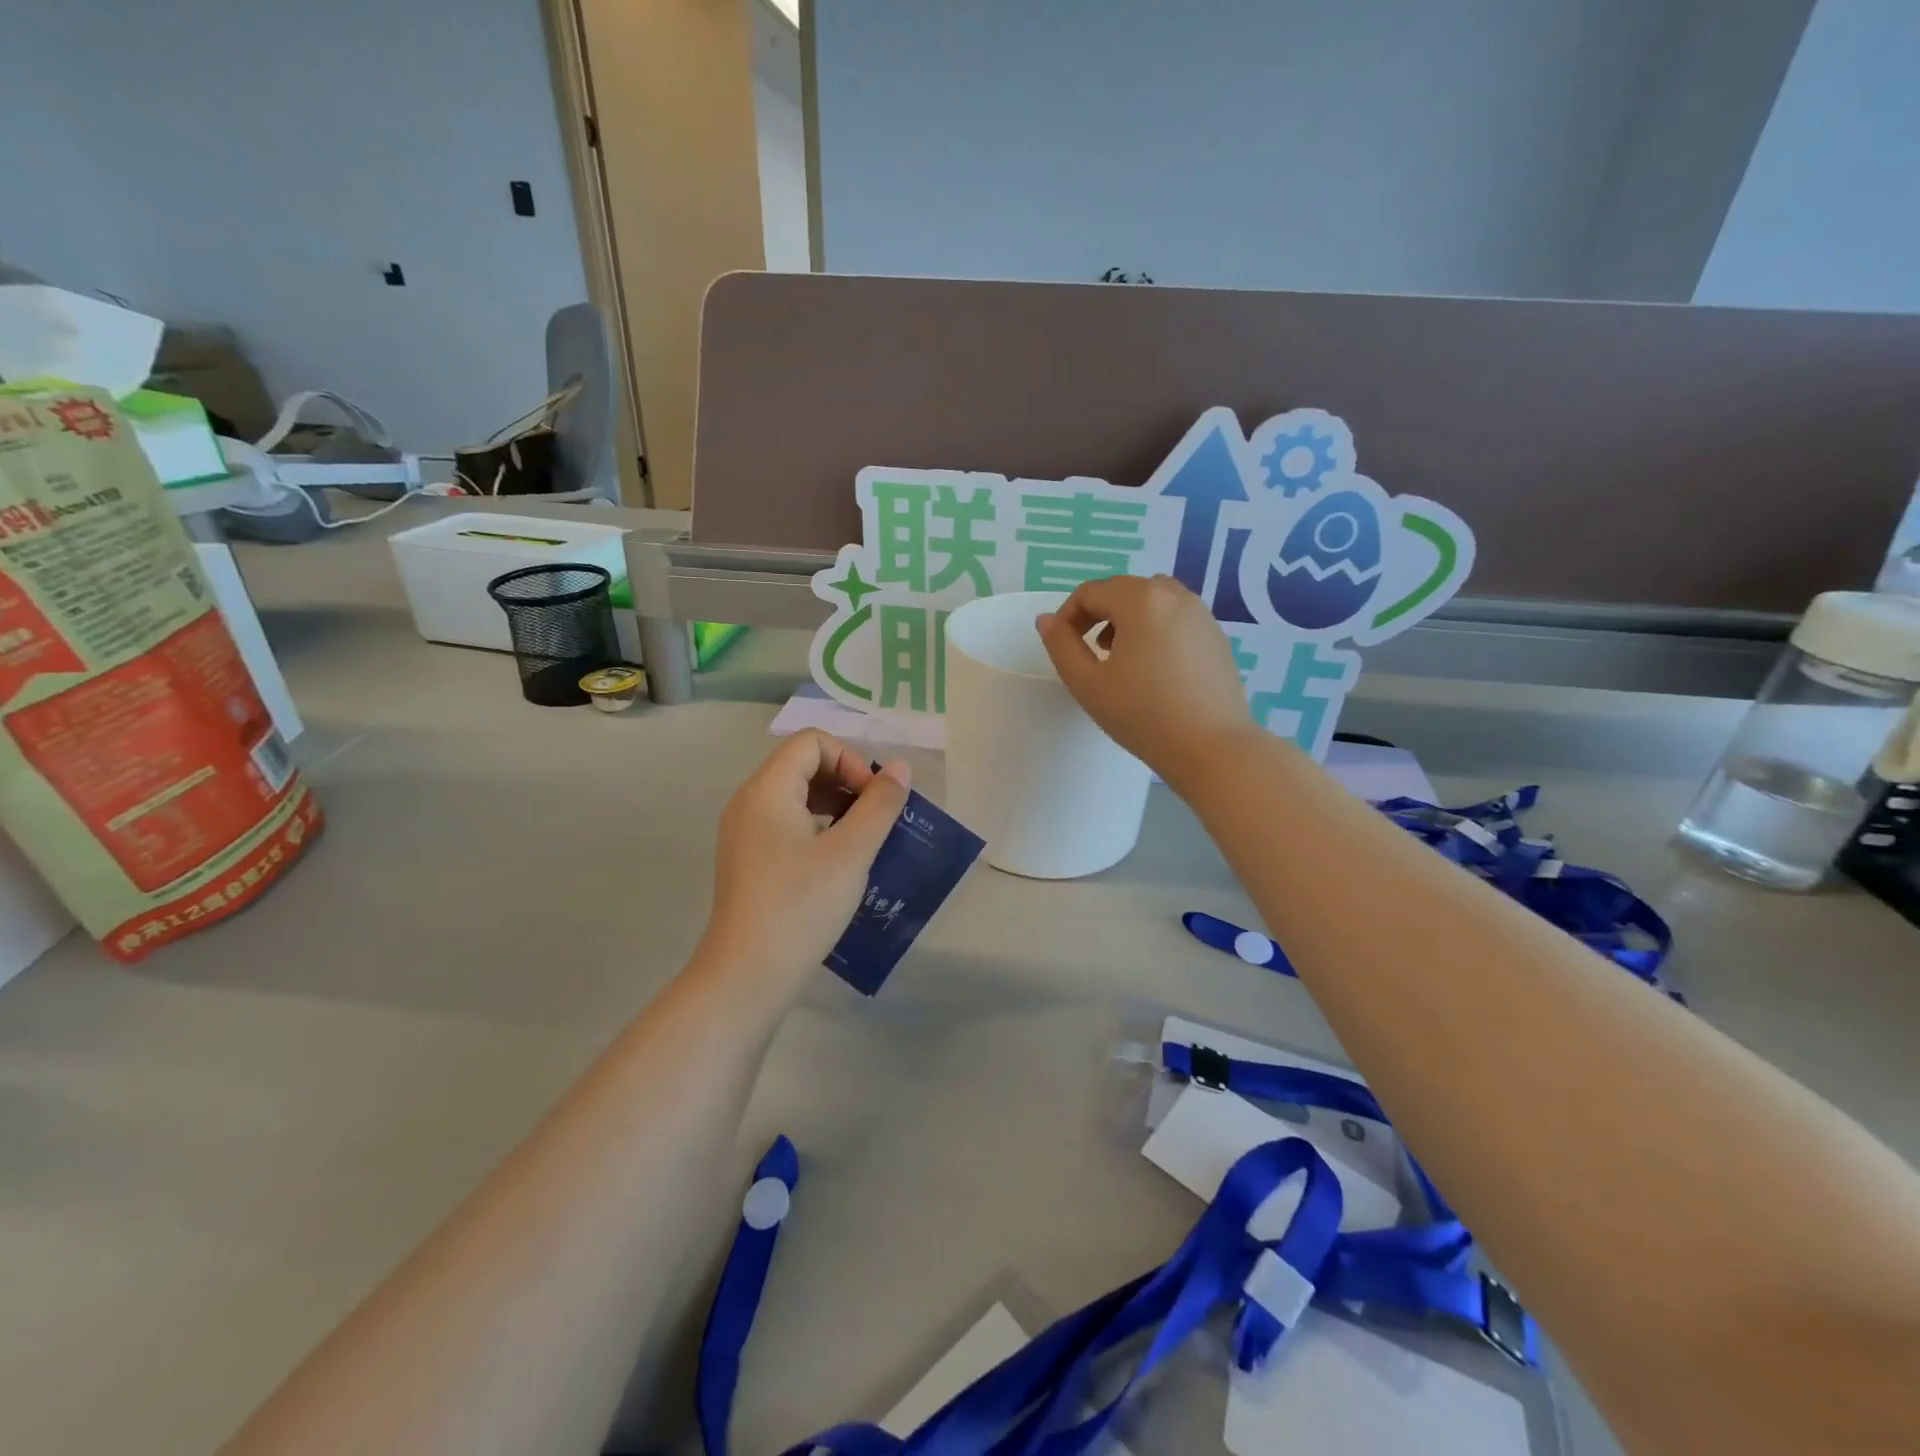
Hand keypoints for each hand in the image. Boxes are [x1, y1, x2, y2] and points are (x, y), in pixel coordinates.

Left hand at [701, 731, 910, 987]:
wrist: (747, 975)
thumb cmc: (801, 906)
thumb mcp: (851, 852)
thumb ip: (879, 804)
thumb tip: (899, 768)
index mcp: (767, 789)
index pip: (812, 742)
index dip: (850, 760)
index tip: (873, 799)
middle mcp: (748, 802)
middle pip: (802, 765)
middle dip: (846, 782)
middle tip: (875, 819)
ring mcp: (744, 833)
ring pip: (796, 796)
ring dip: (835, 806)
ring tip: (862, 840)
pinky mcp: (748, 861)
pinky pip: (786, 824)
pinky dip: (818, 828)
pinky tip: (838, 862)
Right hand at [1036, 574, 1256, 789]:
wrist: (1212, 748)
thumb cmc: (1143, 715)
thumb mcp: (1087, 683)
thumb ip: (1060, 645)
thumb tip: (1047, 620)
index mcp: (1140, 600)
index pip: (1090, 592)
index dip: (1067, 616)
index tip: (1062, 647)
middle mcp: (1174, 595)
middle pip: (1122, 590)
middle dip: (1097, 614)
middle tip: (1087, 652)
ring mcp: (1201, 613)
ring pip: (1152, 600)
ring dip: (1127, 618)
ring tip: (1119, 657)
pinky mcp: (1216, 635)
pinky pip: (1176, 617)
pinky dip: (1155, 629)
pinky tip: (1153, 668)